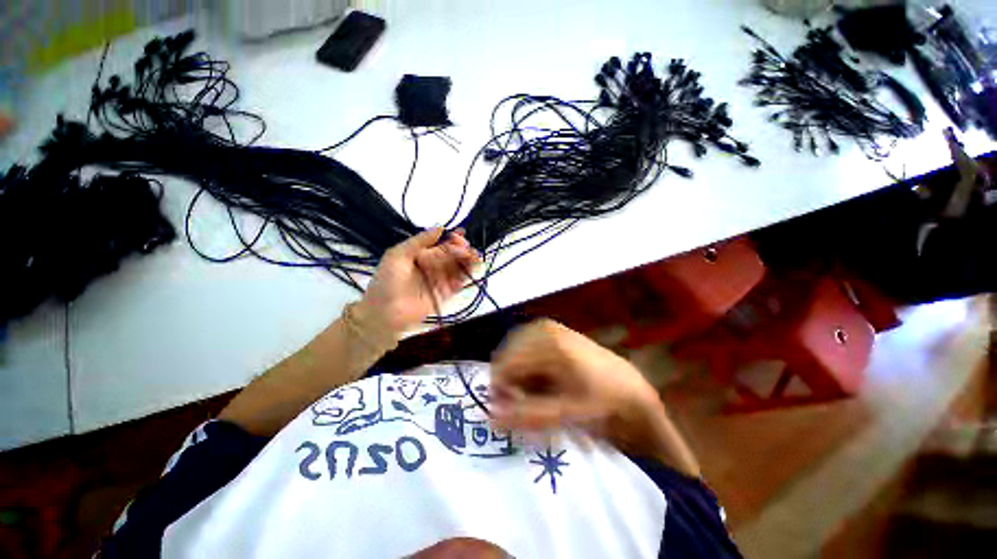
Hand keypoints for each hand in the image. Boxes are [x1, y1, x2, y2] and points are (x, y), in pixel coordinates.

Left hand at [361, 228, 480, 335]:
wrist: (386, 312)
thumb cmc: (388, 281)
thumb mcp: (398, 255)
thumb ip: (419, 241)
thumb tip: (441, 228)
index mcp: (423, 254)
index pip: (442, 243)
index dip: (453, 238)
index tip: (460, 236)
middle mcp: (434, 265)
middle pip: (454, 254)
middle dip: (463, 249)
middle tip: (467, 250)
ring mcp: (441, 279)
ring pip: (460, 267)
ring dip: (469, 261)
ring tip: (474, 258)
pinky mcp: (447, 293)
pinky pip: (460, 282)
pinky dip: (467, 276)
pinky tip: (470, 271)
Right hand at [489, 319, 662, 451]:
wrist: (629, 387)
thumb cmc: (601, 401)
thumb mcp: (566, 413)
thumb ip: (527, 416)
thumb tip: (491, 419)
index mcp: (547, 342)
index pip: (504, 365)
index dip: (502, 392)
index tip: (512, 413)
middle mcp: (542, 328)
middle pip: (507, 358)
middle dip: (511, 383)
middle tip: (527, 404)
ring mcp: (546, 327)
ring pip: (513, 354)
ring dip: (518, 376)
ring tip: (537, 394)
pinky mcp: (549, 330)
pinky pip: (523, 349)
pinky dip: (526, 368)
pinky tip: (542, 381)